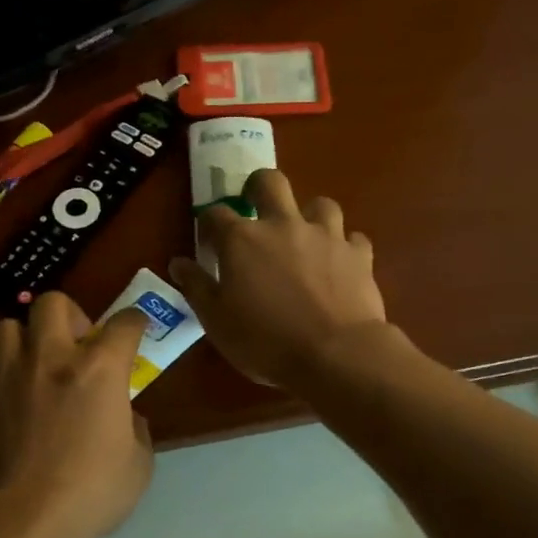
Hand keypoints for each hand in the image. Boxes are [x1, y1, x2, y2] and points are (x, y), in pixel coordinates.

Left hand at [0, 292, 153, 537]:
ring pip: (9, 324)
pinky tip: (5, 387)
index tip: (135, 327)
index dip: (135, 322)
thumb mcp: (138, 465)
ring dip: (25, 337)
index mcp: (99, 369)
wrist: (20, 519)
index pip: (124, 324)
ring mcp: (8, 370)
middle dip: (70, 316)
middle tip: (74, 344)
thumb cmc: (89, 493)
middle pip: (55, 303)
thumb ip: (135, 429)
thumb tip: (124, 415)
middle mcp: (52, 356)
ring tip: (31, 362)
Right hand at [169, 169, 387, 391]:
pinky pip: (353, 238)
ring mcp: (325, 236)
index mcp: (242, 240)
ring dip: (310, 216)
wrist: (336, 355)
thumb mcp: (217, 322)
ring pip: (320, 204)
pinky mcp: (358, 254)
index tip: (209, 243)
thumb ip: (197, 287)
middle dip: (259, 188)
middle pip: (270, 182)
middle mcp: (283, 225)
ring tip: (305, 239)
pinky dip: (344, 247)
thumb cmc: (265, 342)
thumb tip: (179, 263)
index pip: (216, 214)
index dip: (209, 224)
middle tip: (256, 208)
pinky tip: (340, 264)